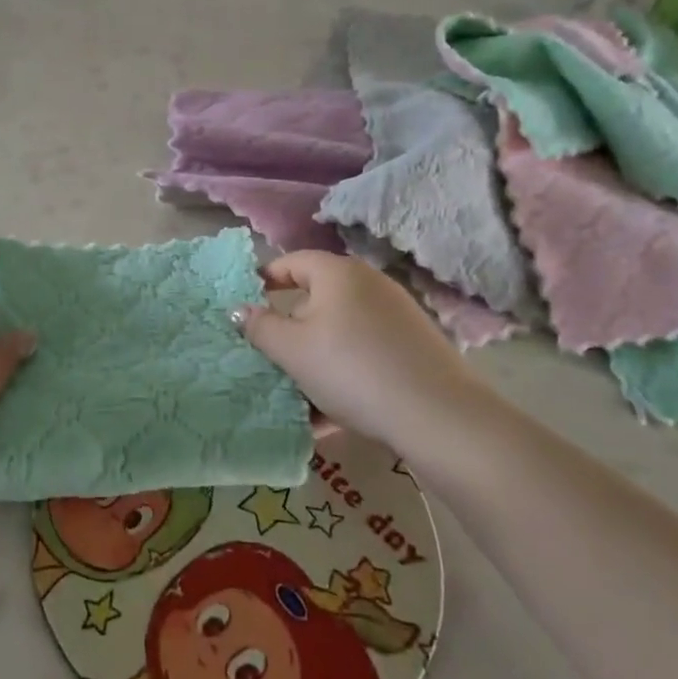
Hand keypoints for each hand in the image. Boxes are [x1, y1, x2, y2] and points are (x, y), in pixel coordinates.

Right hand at [237, 251, 478, 451]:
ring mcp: (396, 316)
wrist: (437, 416)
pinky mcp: (413, 348)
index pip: (291, 262)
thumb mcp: (293, 351)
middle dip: (290, 331)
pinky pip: (364, 354)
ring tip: (297, 397)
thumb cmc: (351, 369)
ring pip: (340, 334)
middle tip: (269, 358)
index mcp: (338, 273)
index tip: (244, 302)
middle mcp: (369, 284)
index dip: (264, 279)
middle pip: (316, 300)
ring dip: (315, 361)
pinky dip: (344, 376)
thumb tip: (241, 311)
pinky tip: (331, 415)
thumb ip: (260, 328)